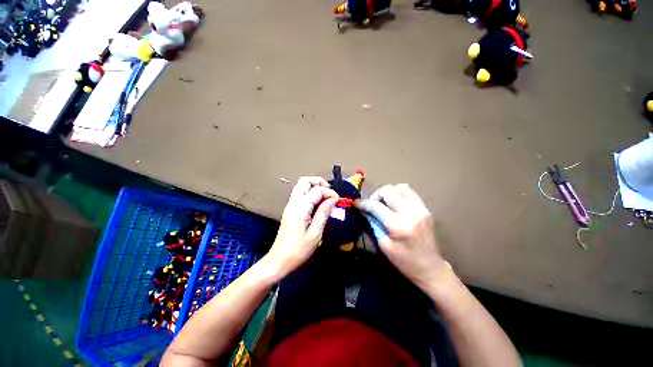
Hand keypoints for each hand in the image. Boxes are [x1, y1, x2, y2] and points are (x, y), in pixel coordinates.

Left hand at [265, 176, 338, 278]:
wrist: (279, 260)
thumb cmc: (298, 250)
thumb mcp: (315, 234)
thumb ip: (323, 213)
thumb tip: (332, 200)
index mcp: (300, 209)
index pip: (316, 190)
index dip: (329, 192)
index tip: (338, 200)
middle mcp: (293, 203)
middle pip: (304, 181)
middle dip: (319, 182)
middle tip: (330, 191)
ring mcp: (290, 206)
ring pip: (301, 186)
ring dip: (314, 186)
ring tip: (326, 195)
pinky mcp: (290, 210)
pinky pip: (300, 194)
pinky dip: (310, 192)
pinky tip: (318, 202)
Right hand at [357, 184, 447, 290]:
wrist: (431, 267)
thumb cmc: (405, 261)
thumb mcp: (384, 245)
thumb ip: (374, 225)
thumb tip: (366, 212)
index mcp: (398, 224)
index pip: (376, 206)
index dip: (364, 203)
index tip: (356, 203)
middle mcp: (411, 212)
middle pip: (389, 190)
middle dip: (377, 195)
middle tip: (373, 204)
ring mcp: (420, 208)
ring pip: (401, 187)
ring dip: (389, 192)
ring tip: (385, 202)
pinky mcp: (426, 209)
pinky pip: (410, 192)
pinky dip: (400, 194)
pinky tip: (396, 204)